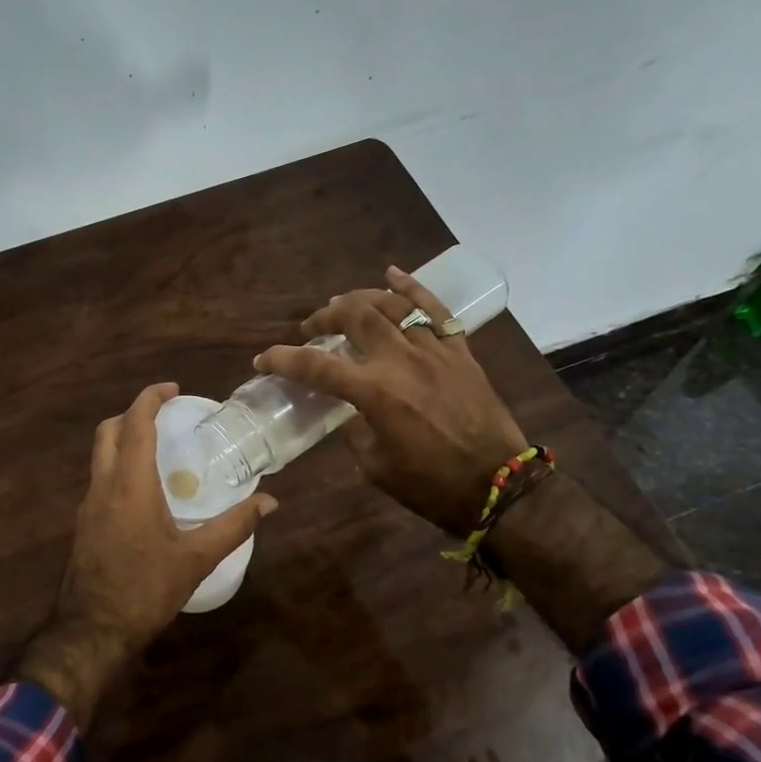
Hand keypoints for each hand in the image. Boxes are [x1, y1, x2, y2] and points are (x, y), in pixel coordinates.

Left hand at [14, 383, 276, 729]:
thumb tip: (269, 502)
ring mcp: (88, 505)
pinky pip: (100, 479)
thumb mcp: (197, 558)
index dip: (151, 398)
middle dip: (134, 414)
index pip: (136, 423)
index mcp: (130, 484)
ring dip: (124, 440)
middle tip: (166, 416)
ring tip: (160, 450)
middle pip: (109, 431)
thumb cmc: (146, 589)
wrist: (92, 630)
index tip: (173, 389)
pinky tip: (145, 491)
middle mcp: (103, 486)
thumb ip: (234, 526)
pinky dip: (119, 466)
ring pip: (100, 455)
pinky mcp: (83, 524)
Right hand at [256, 266, 526, 536]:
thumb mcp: (374, 465)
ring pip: (392, 305)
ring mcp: (433, 350)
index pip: (316, 367)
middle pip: (354, 317)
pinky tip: (392, 275)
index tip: (264, 359)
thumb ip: (354, 429)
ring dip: (360, 299)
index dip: (284, 359)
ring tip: (343, 304)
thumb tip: (348, 410)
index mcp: (375, 393)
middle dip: (324, 317)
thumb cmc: (429, 484)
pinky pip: (435, 308)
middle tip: (312, 327)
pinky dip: (412, 288)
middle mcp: (401, 361)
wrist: (496, 486)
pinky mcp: (459, 350)